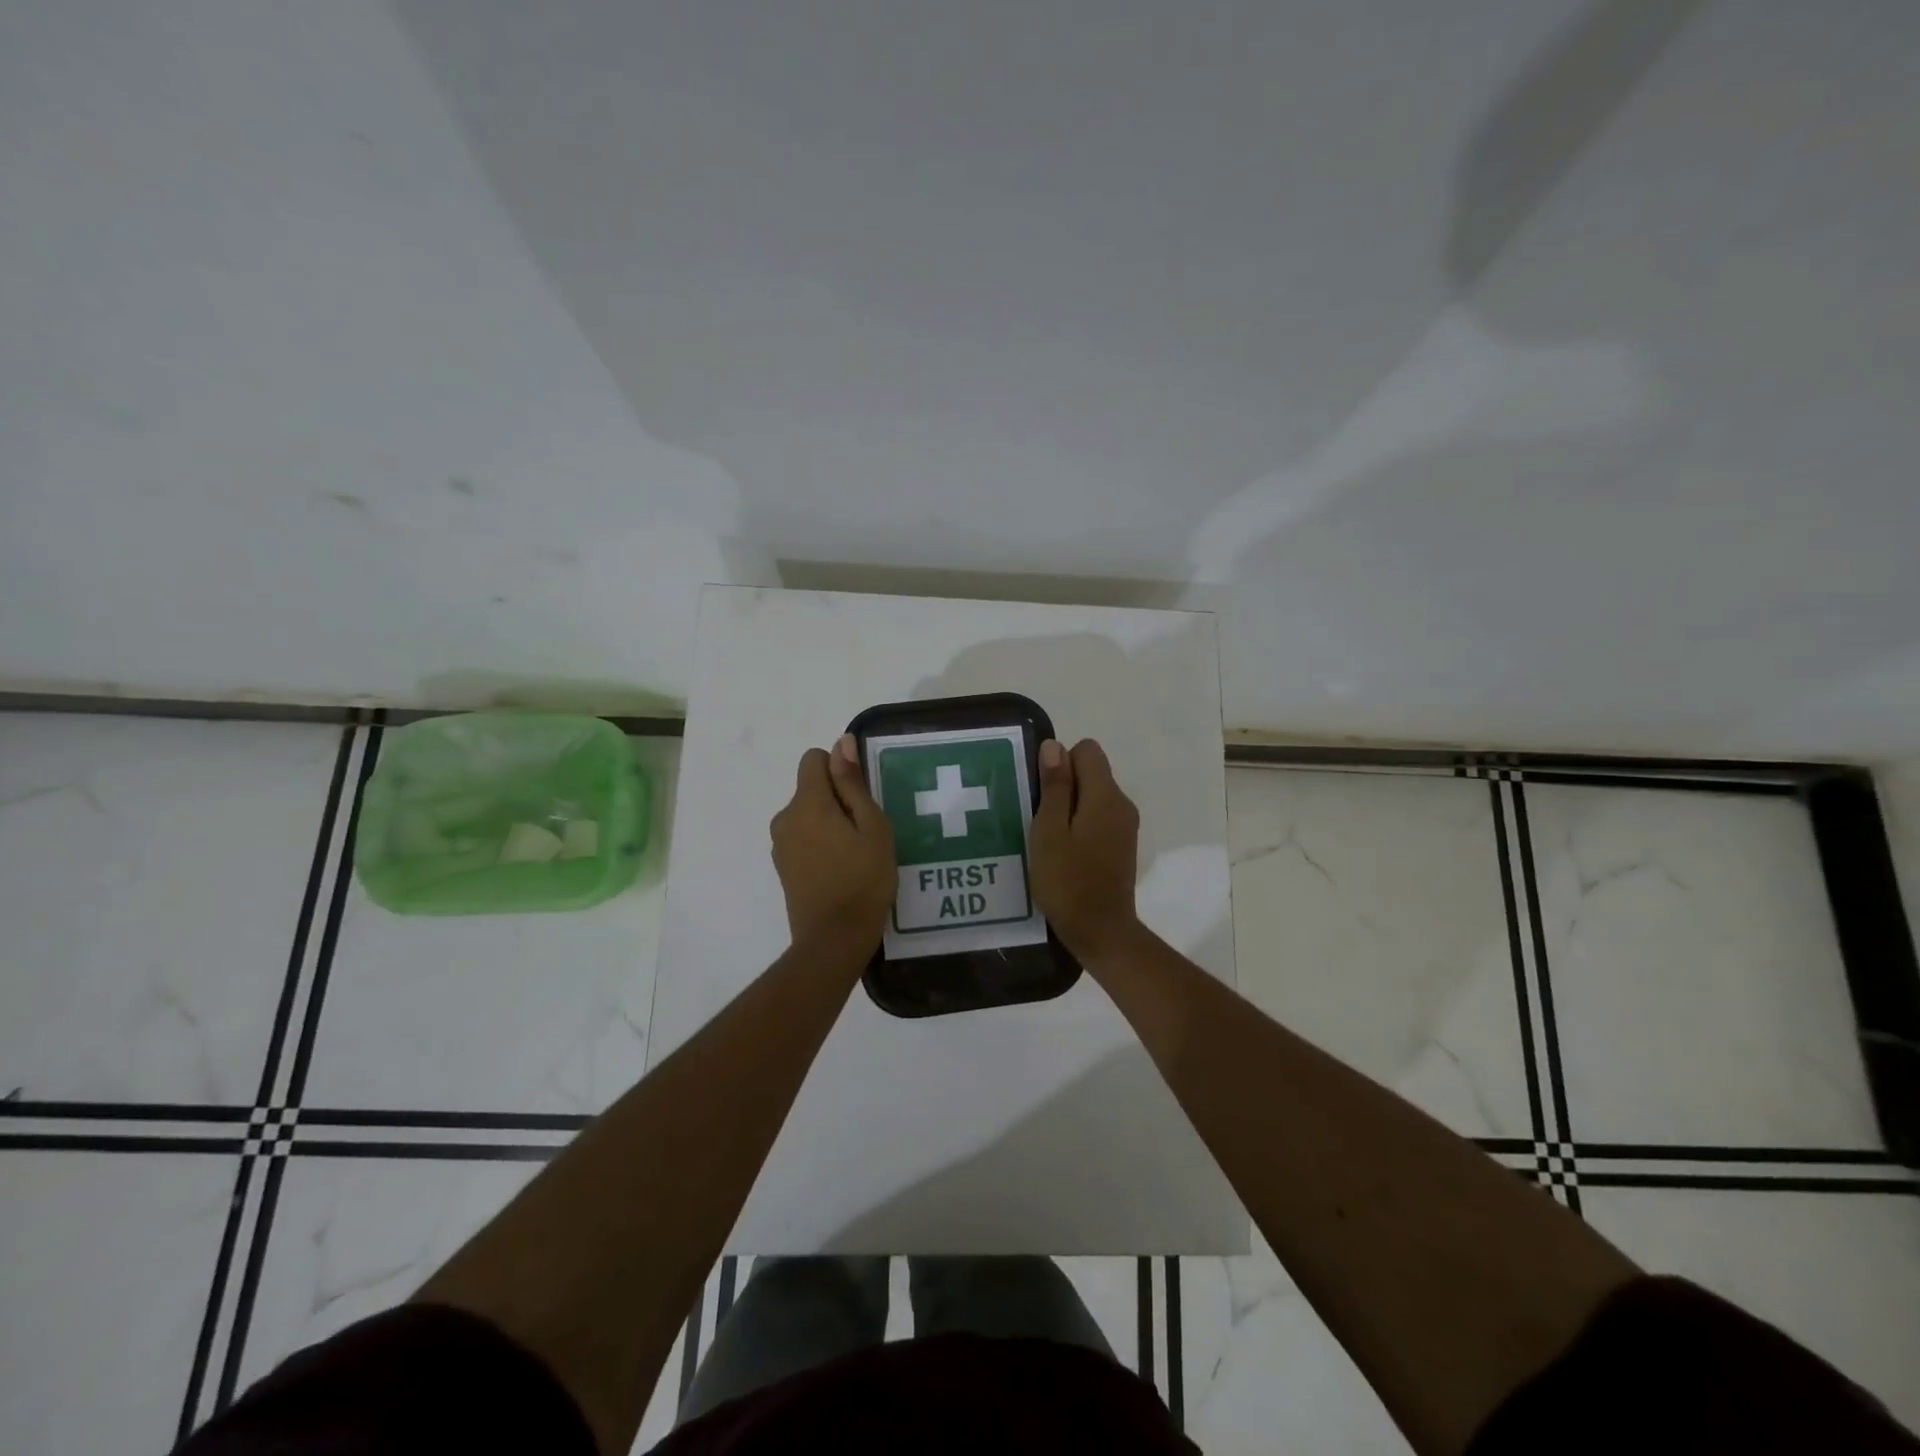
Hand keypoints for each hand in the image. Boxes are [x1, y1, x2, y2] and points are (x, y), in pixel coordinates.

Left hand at [770, 734, 895, 950]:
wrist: (834, 940)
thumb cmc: (863, 879)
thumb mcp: (872, 826)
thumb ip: (852, 782)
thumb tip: (841, 743)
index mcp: (807, 804)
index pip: (814, 759)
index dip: (840, 770)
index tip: (861, 798)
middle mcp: (785, 818)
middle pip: (811, 788)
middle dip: (837, 799)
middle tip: (865, 831)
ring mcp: (780, 844)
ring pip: (807, 814)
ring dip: (829, 822)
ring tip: (855, 853)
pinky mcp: (783, 866)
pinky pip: (802, 837)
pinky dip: (820, 842)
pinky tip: (841, 868)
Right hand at [1029, 737, 1142, 962]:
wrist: (1101, 931)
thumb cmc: (1068, 880)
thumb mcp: (1049, 831)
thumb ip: (1054, 786)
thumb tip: (1054, 746)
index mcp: (1105, 796)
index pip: (1087, 750)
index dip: (1060, 763)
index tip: (1043, 793)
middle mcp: (1122, 804)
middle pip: (1092, 772)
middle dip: (1063, 785)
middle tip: (1039, 819)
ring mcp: (1125, 826)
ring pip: (1094, 796)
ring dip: (1069, 807)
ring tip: (1047, 837)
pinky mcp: (1122, 846)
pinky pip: (1099, 818)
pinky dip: (1080, 825)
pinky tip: (1063, 852)